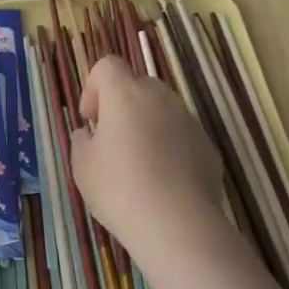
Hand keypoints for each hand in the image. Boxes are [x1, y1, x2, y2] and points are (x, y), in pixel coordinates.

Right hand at [68, 55, 223, 255]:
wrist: (176, 223)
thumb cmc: (119, 188)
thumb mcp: (82, 166)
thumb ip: (81, 142)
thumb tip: (87, 134)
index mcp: (125, 94)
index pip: (107, 66)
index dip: (93, 86)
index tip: (90, 120)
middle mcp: (160, 98)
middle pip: (138, 85)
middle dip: (123, 106)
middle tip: (112, 141)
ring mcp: (188, 121)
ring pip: (163, 111)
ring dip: (148, 126)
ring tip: (139, 165)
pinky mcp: (208, 146)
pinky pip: (182, 136)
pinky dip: (170, 148)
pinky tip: (163, 182)